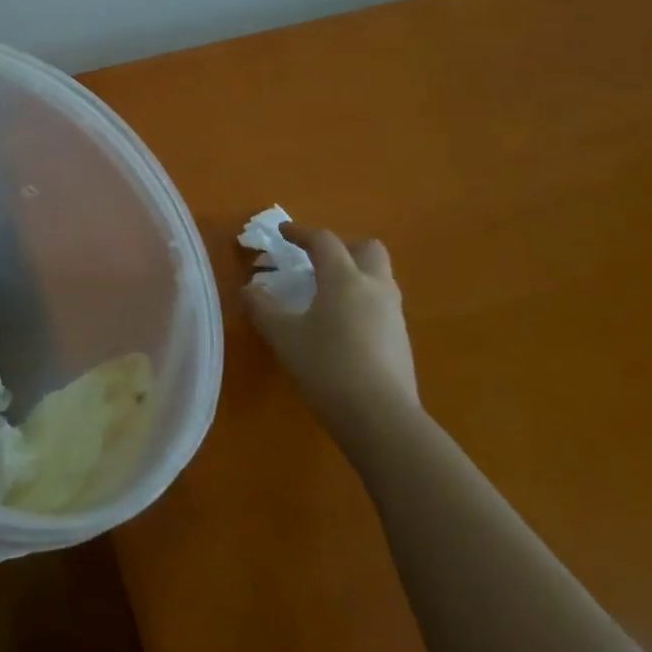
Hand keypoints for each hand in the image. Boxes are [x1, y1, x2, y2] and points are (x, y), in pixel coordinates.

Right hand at [244, 224, 418, 440]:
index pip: (324, 241)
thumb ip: (262, 307)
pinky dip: (362, 302)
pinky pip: (381, 305)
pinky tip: (341, 326)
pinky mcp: (401, 340)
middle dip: (342, 247)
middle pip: (367, 249)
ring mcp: (394, 314)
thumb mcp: (283, 335)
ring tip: (326, 294)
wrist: (380, 417)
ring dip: (354, 275)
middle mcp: (375, 288)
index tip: (283, 233)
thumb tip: (250, 289)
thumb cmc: (326, 365)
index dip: (301, 233)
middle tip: (317, 260)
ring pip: (378, 278)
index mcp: (344, 278)